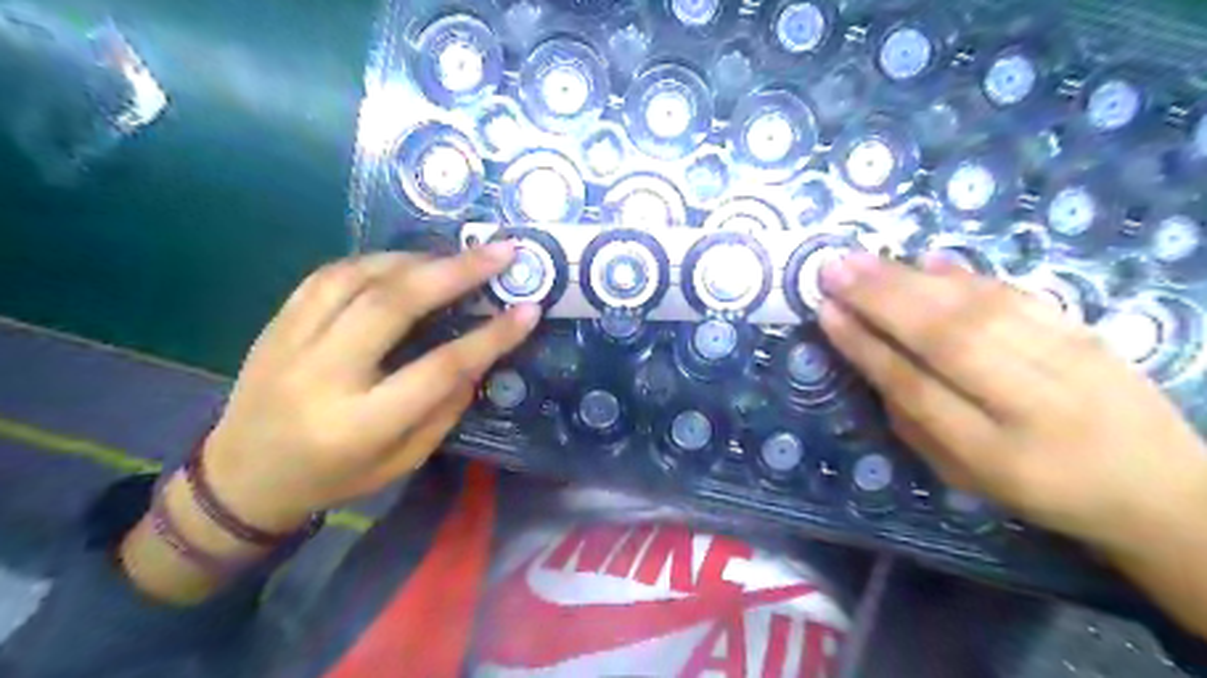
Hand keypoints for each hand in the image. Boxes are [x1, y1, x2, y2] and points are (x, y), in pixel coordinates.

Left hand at [199, 246, 536, 530]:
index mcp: (360, 424)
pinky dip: (374, 261)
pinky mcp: (275, 324)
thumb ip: (443, 410)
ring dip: (416, 259)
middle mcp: (323, 375)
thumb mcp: (402, 462)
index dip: (491, 337)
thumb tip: (477, 357)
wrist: (240, 480)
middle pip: (394, 305)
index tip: (528, 310)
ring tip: (454, 256)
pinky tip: (404, 263)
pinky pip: (328, 275)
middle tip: (500, 252)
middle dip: (455, 271)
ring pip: (358, 278)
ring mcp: (291, 343)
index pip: (438, 369)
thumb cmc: (333, 479)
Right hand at [816, 253, 1206, 552]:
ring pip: (978, 310)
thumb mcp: (964, 477)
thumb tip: (872, 359)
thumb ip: (914, 422)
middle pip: (947, 339)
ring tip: (862, 260)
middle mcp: (1034, 403)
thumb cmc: (1042, 491)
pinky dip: (965, 276)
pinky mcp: (1086, 332)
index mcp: (996, 455)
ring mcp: (1069, 361)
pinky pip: (1016, 296)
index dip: (867, 347)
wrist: (1160, 486)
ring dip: (911, 280)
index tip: (827, 312)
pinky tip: (925, 260)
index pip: (916, 388)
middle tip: (834, 270)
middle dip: (881, 300)